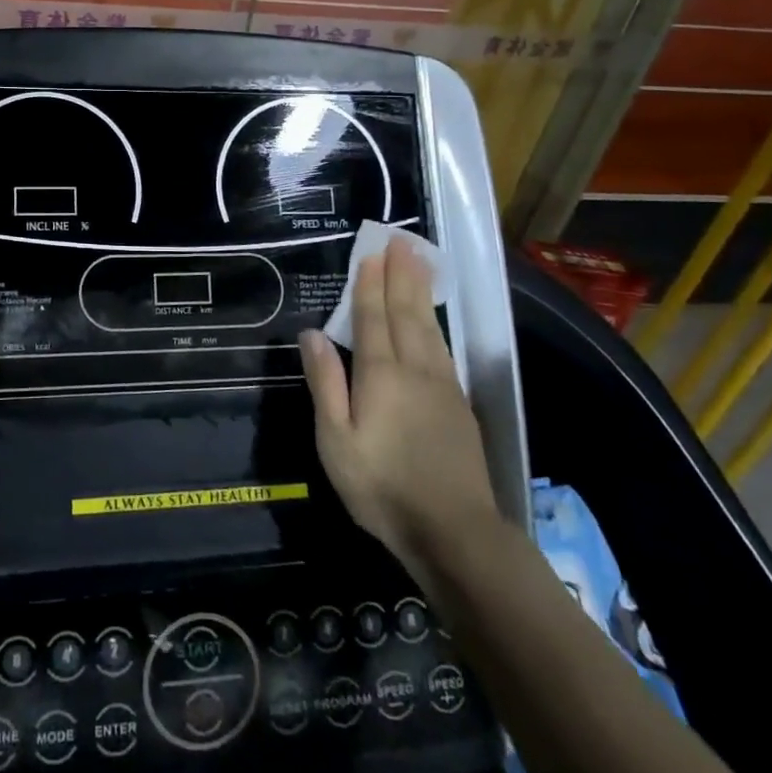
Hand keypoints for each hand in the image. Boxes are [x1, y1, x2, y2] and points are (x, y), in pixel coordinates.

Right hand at [300, 237, 501, 569]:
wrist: (455, 532)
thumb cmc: (382, 487)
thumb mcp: (336, 440)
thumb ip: (326, 383)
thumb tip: (312, 334)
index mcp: (380, 375)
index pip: (373, 317)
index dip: (371, 283)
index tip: (373, 251)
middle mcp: (415, 370)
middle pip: (407, 312)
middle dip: (401, 275)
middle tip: (403, 240)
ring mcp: (442, 386)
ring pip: (429, 327)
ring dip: (421, 292)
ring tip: (421, 262)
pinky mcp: (459, 406)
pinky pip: (443, 348)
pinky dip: (435, 323)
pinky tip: (434, 320)